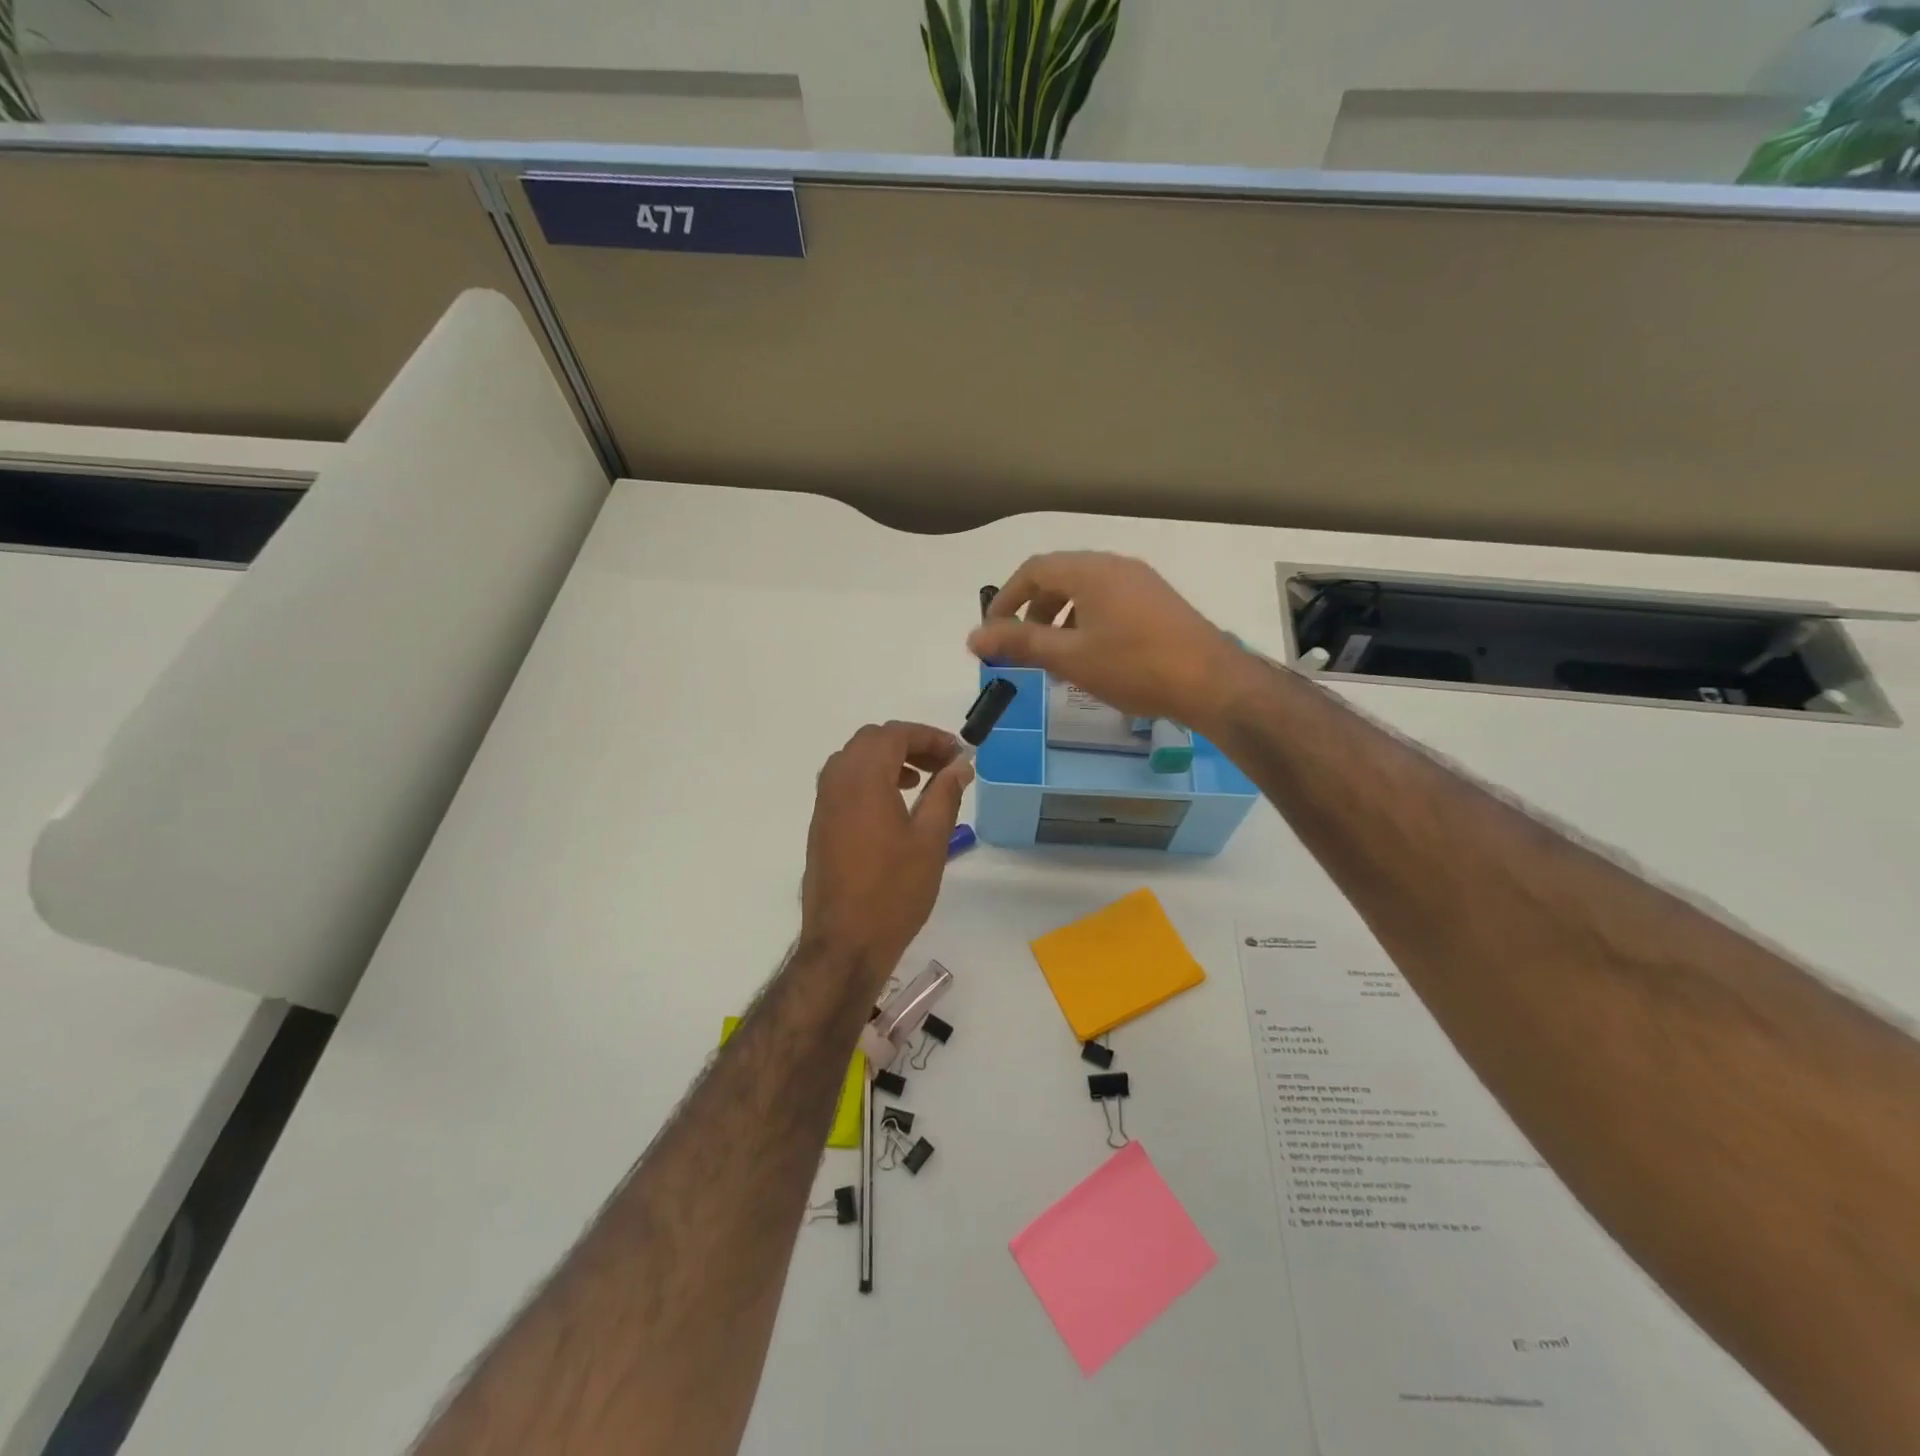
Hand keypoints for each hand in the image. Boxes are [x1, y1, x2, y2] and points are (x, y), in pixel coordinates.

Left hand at [800, 721, 972, 982]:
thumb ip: (945, 794)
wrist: (845, 942)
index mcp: (863, 779)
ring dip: (889, 759)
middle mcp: (837, 782)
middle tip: (943, 765)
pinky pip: (844, 782)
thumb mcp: (930, 840)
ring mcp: (824, 804)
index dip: (929, 737)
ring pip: (855, 760)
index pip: (895, 734)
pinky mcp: (820, 825)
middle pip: (872, 741)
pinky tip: (895, 806)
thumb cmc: (894, 891)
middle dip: (909, 744)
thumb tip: (960, 765)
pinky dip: (871, 778)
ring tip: (921, 782)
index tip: (958, 754)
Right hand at [968, 552, 1246, 730]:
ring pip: (1086, 591)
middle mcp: (1115, 566)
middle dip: (1033, 611)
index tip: (992, 632)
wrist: (1211, 682)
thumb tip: (974, 637)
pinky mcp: (1158, 602)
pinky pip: (1109, 602)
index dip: (1005, 599)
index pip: (1034, 570)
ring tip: (1055, 657)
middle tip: (1022, 647)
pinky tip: (1092, 657)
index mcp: (1090, 571)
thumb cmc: (1133, 666)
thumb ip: (1020, 643)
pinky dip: (1087, 622)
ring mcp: (1141, 582)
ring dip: (1060, 619)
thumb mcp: (1069, 657)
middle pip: (1060, 578)